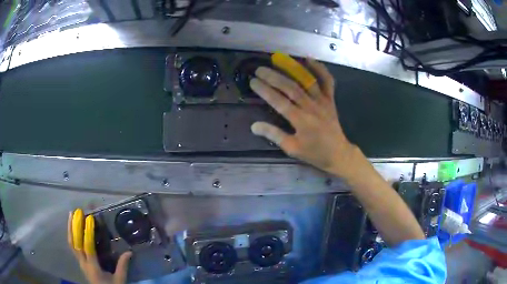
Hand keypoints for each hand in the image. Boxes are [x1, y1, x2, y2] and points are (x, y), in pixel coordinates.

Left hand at [68, 209, 131, 283]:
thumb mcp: (119, 280)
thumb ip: (123, 266)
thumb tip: (129, 252)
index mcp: (93, 268)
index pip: (88, 247)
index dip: (88, 232)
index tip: (90, 219)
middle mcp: (83, 263)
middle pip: (75, 243)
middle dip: (74, 226)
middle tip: (76, 212)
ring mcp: (80, 262)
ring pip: (71, 243)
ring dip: (70, 228)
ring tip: (71, 215)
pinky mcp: (80, 262)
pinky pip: (73, 246)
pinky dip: (71, 235)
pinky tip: (72, 228)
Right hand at [250, 59, 358, 176]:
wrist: (338, 153)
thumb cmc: (314, 153)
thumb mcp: (292, 148)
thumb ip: (274, 135)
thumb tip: (254, 126)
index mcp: (300, 120)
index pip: (278, 101)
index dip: (264, 90)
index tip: (253, 81)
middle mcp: (311, 107)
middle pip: (290, 87)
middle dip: (273, 76)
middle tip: (259, 69)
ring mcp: (322, 101)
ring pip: (306, 81)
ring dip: (292, 68)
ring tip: (279, 59)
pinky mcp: (330, 99)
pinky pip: (327, 81)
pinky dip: (320, 69)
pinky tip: (309, 59)